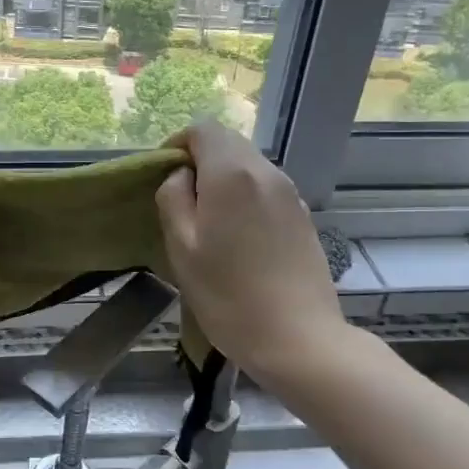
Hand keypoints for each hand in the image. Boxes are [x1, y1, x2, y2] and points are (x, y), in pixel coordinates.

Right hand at [156, 120, 348, 382]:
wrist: (298, 339)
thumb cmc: (228, 295)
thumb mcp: (181, 247)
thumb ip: (173, 197)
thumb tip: (182, 176)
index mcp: (233, 173)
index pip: (203, 129)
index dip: (178, 144)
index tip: (164, 176)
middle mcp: (267, 172)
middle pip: (229, 145)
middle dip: (201, 163)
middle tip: (182, 203)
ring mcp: (291, 195)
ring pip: (249, 168)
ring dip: (224, 182)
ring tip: (209, 224)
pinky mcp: (304, 218)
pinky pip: (266, 191)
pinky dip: (246, 199)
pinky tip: (239, 240)